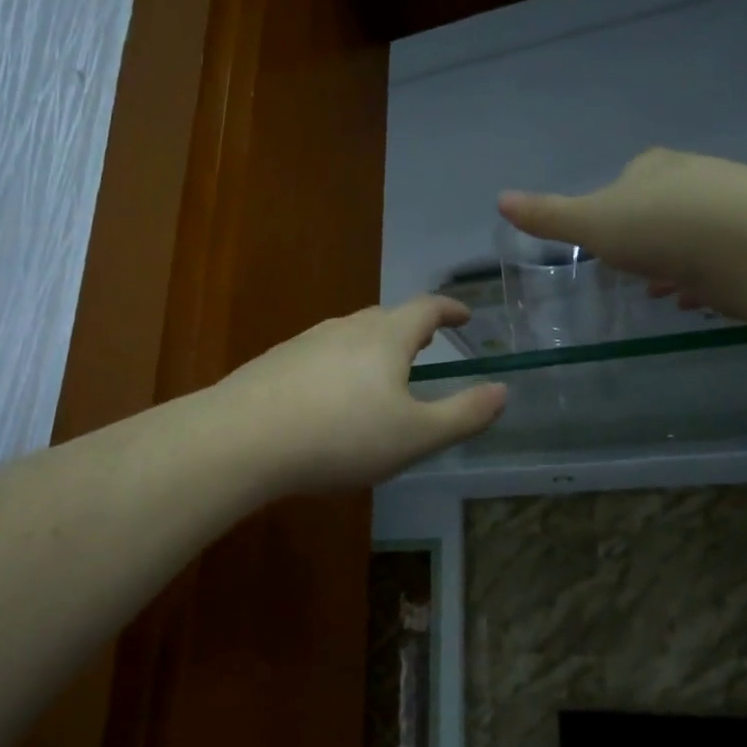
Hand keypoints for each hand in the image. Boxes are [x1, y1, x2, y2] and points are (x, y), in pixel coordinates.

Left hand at [212, 295, 506, 495]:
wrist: (243, 439)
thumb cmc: (342, 436)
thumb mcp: (415, 436)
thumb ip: (463, 415)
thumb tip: (503, 391)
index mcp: (386, 337)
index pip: (426, 307)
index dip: (449, 308)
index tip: (465, 314)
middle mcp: (345, 328)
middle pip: (386, 316)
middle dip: (411, 326)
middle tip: (427, 341)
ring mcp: (305, 342)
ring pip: (349, 333)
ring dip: (374, 344)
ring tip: (382, 368)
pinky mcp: (275, 362)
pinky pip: (320, 354)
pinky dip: (339, 363)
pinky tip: (330, 394)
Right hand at [499, 148, 746, 318]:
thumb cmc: (660, 227)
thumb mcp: (592, 224)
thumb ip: (549, 216)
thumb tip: (500, 199)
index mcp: (653, 168)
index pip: (628, 178)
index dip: (613, 208)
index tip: (606, 238)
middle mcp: (696, 177)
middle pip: (663, 206)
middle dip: (647, 238)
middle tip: (634, 270)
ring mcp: (734, 206)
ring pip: (695, 235)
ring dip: (677, 261)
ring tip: (664, 292)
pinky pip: (724, 261)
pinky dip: (707, 279)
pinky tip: (696, 301)